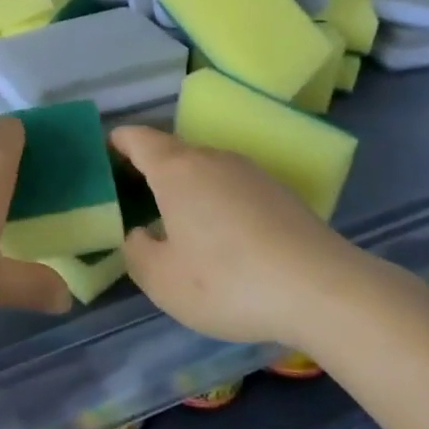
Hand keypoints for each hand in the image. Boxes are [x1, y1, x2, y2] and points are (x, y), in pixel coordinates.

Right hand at [109, 124, 384, 347]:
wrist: (323, 290)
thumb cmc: (227, 280)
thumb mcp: (162, 280)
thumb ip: (136, 252)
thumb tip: (140, 234)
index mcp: (176, 169)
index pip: (138, 138)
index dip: (118, 142)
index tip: (105, 153)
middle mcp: (213, 159)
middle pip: (173, 153)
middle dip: (151, 171)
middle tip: (134, 201)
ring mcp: (251, 173)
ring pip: (206, 172)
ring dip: (187, 190)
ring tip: (178, 225)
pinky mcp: (281, 194)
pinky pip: (234, 189)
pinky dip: (218, 204)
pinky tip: (224, 241)